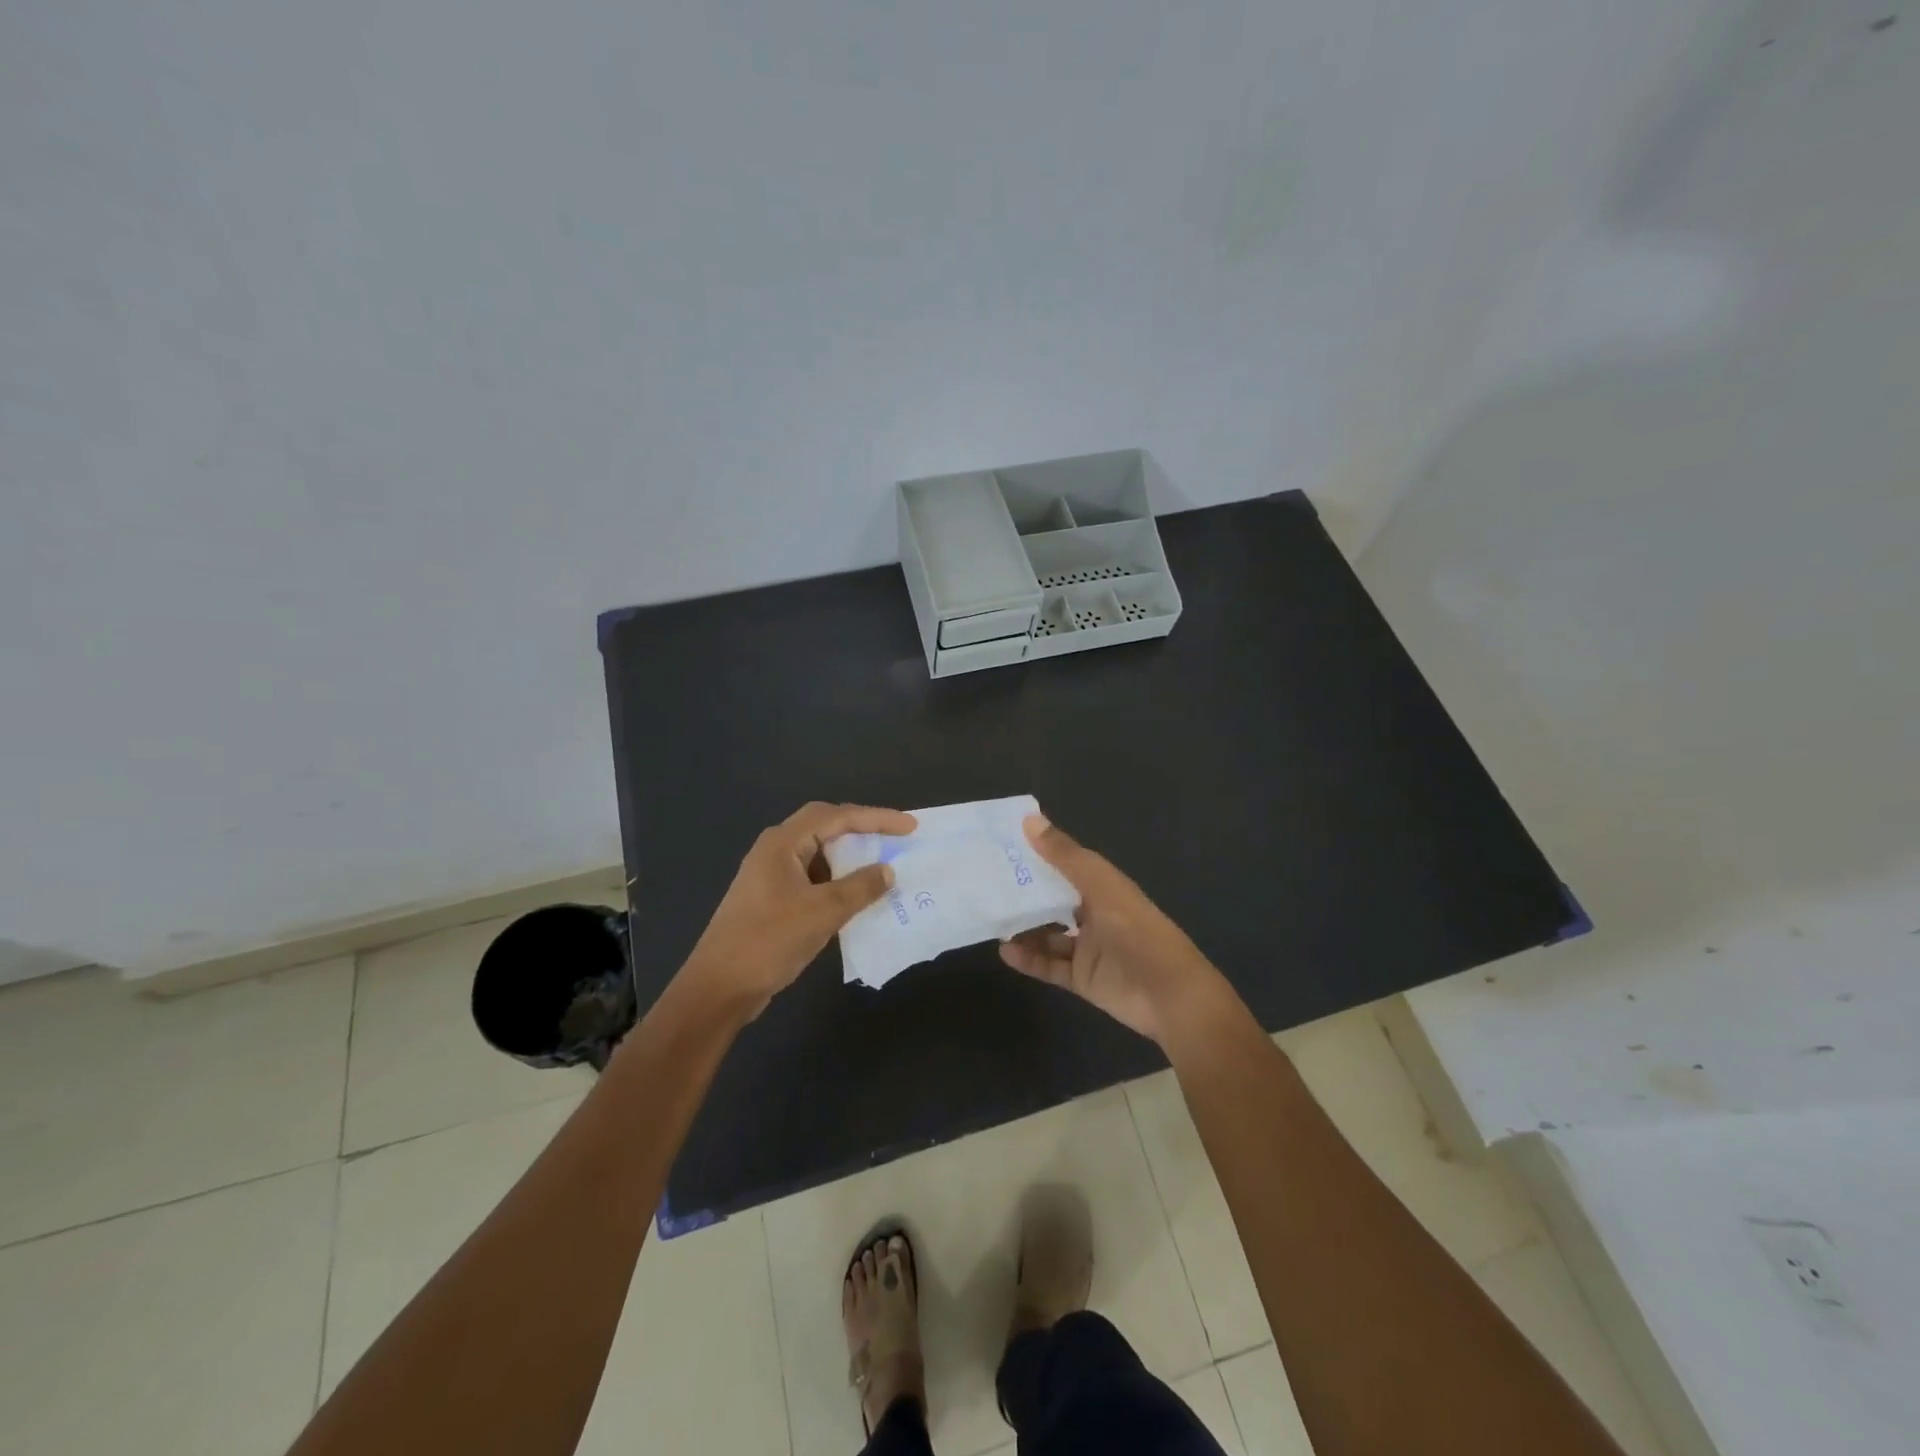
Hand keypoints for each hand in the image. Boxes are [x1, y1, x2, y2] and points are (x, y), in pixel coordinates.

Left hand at [684, 802, 917, 1017]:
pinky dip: (838, 882)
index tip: (909, 827)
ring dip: (850, 858)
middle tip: (895, 838)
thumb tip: (888, 870)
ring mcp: (771, 876)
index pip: (836, 816)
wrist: (718, 988)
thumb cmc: (769, 940)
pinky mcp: (772, 900)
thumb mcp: (823, 912)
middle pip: (825, 827)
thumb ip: (860, 887)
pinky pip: (813, 878)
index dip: (876, 818)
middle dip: (862, 830)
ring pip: (819, 854)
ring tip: (882, 865)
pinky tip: (857, 897)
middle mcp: (775, 851)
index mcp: (782, 843)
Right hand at [998, 813, 1230, 1045]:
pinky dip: (1029, 959)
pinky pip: (1049, 966)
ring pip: (1048, 934)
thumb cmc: (1138, 932)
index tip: (1002, 844)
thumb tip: (1029, 819)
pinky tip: (1005, 950)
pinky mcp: (1083, 978)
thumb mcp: (1101, 887)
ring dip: (1024, 927)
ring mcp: (1088, 948)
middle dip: (1025, 893)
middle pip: (1054, 900)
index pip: (1065, 864)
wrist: (1169, 996)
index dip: (1038, 853)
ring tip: (990, 918)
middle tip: (985, 882)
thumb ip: (1065, 856)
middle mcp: (1095, 914)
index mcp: (1103, 887)